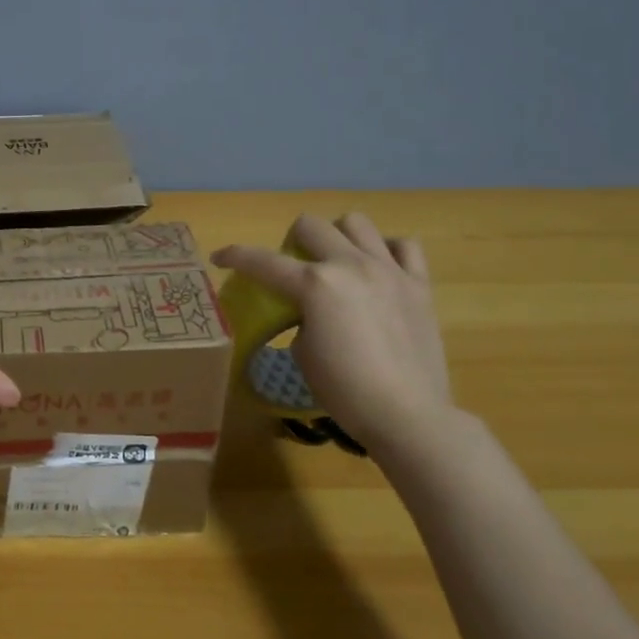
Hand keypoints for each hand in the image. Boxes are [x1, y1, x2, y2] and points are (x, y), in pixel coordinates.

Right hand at [212, 213, 452, 448]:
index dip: (234, 256)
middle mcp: (350, 265)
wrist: (407, 415)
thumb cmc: (343, 390)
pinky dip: (386, 251)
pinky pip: (404, 246)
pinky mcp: (419, 285)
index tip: (219, 258)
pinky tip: (378, 270)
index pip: (262, 261)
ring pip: (356, 223)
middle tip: (293, 268)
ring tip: (337, 262)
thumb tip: (312, 310)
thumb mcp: (302, 351)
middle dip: (291, 241)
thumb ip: (302, 317)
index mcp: (315, 285)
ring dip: (338, 237)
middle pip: (310, 225)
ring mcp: (389, 271)